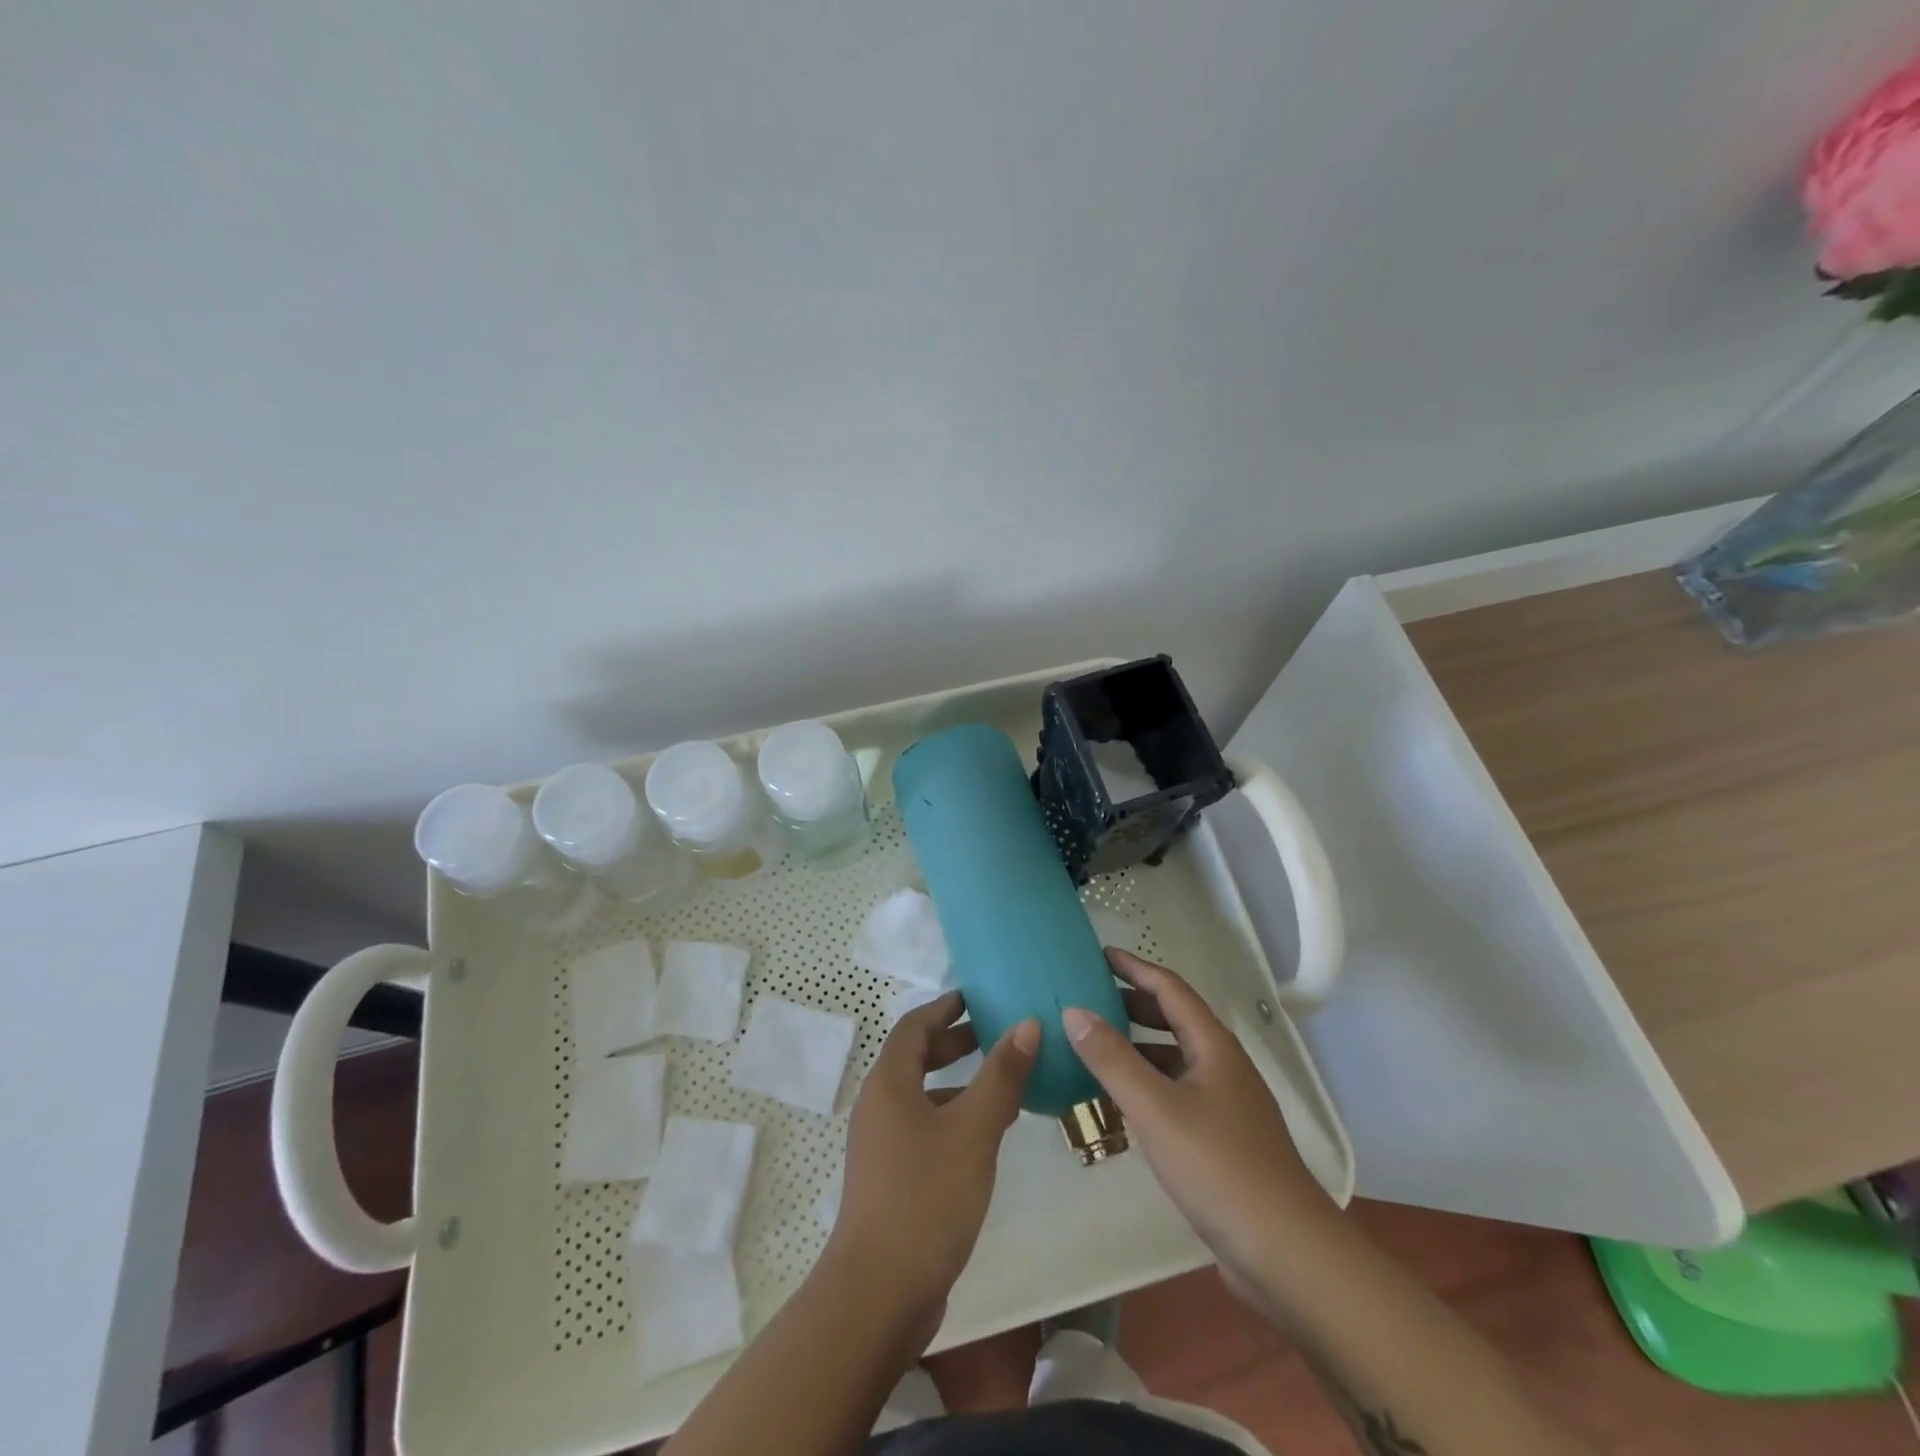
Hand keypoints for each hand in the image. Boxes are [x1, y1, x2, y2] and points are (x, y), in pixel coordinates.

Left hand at [829, 990, 1038, 1330]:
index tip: (976, 997)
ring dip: (958, 1083)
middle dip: (954, 1043)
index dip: (945, 1008)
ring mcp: (881, 1145)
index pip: (914, 1026)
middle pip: (915, 1058)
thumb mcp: (973, 1129)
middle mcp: (878, 1106)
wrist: (879, 1293)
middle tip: (996, 1036)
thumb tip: (1027, 1023)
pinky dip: (953, 1118)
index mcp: (889, 1083)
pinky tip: (985, 1138)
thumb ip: (1001, 1075)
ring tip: (1003, 1085)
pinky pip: (924, 1128)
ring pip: (922, 1096)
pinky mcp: (890, 1179)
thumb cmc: (926, 1196)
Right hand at [1062, 950, 1332, 1281]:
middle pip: (1174, 1019)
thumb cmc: (1219, 1167)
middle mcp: (1222, 1066)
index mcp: (1213, 1046)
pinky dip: (1146, 1085)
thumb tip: (1074, 1011)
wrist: (1286, 1253)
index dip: (1135, 967)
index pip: (1170, 988)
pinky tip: (1119, 1103)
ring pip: (1174, 1059)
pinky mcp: (1222, 1139)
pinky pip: (1176, 1093)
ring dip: (1137, 1047)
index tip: (1099, 954)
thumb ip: (1112, 1059)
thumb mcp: (1155, 1108)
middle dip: (1133, 1003)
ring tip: (1094, 1046)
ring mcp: (1225, 1104)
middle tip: (1090, 997)